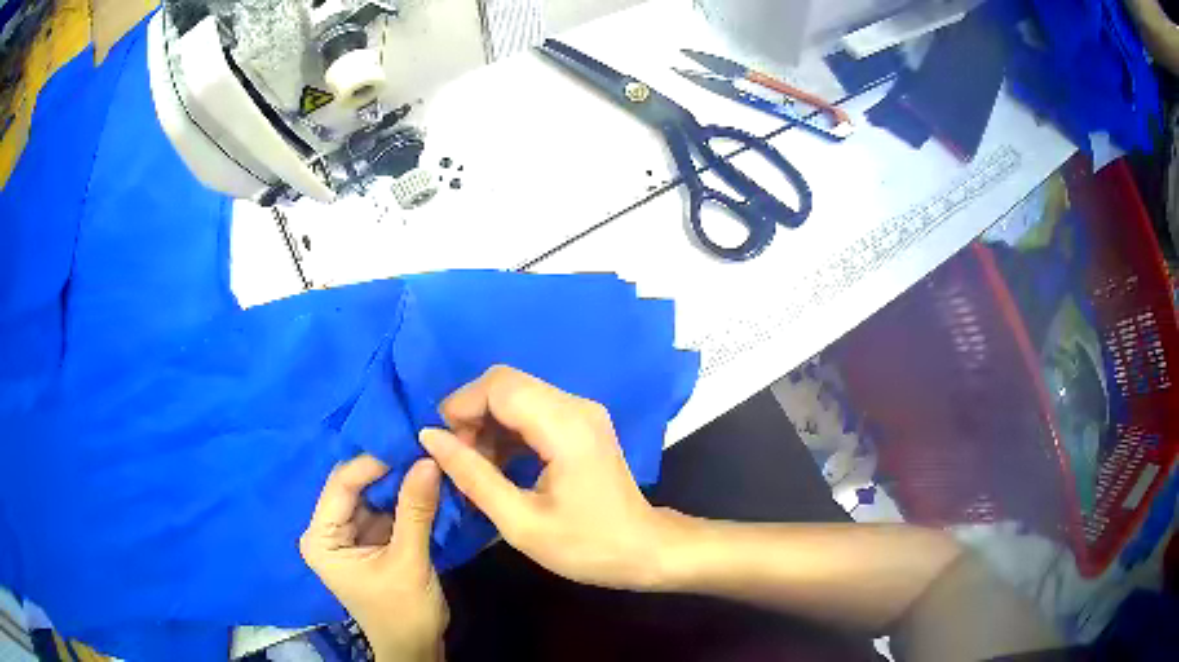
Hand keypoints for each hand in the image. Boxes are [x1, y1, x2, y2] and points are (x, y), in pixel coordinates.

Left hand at [300, 456, 447, 661]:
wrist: (416, 649)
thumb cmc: (403, 613)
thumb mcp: (409, 562)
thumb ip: (415, 510)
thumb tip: (429, 458)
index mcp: (321, 538)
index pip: (342, 485)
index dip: (374, 462)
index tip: (409, 443)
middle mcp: (327, 530)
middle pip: (356, 486)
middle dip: (388, 469)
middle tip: (422, 447)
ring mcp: (349, 535)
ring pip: (372, 495)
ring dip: (400, 482)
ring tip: (428, 459)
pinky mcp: (369, 540)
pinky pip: (385, 509)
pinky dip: (405, 499)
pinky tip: (426, 483)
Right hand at [419, 366, 677, 590]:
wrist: (644, 550)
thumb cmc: (586, 546)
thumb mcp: (521, 523)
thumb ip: (472, 477)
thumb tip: (430, 437)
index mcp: (564, 426)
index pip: (499, 385)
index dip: (460, 405)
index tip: (441, 444)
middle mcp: (575, 406)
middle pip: (506, 384)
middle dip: (471, 415)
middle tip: (457, 459)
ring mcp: (581, 412)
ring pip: (517, 395)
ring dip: (487, 424)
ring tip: (474, 467)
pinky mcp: (581, 424)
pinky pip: (532, 411)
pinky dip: (506, 431)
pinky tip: (497, 465)